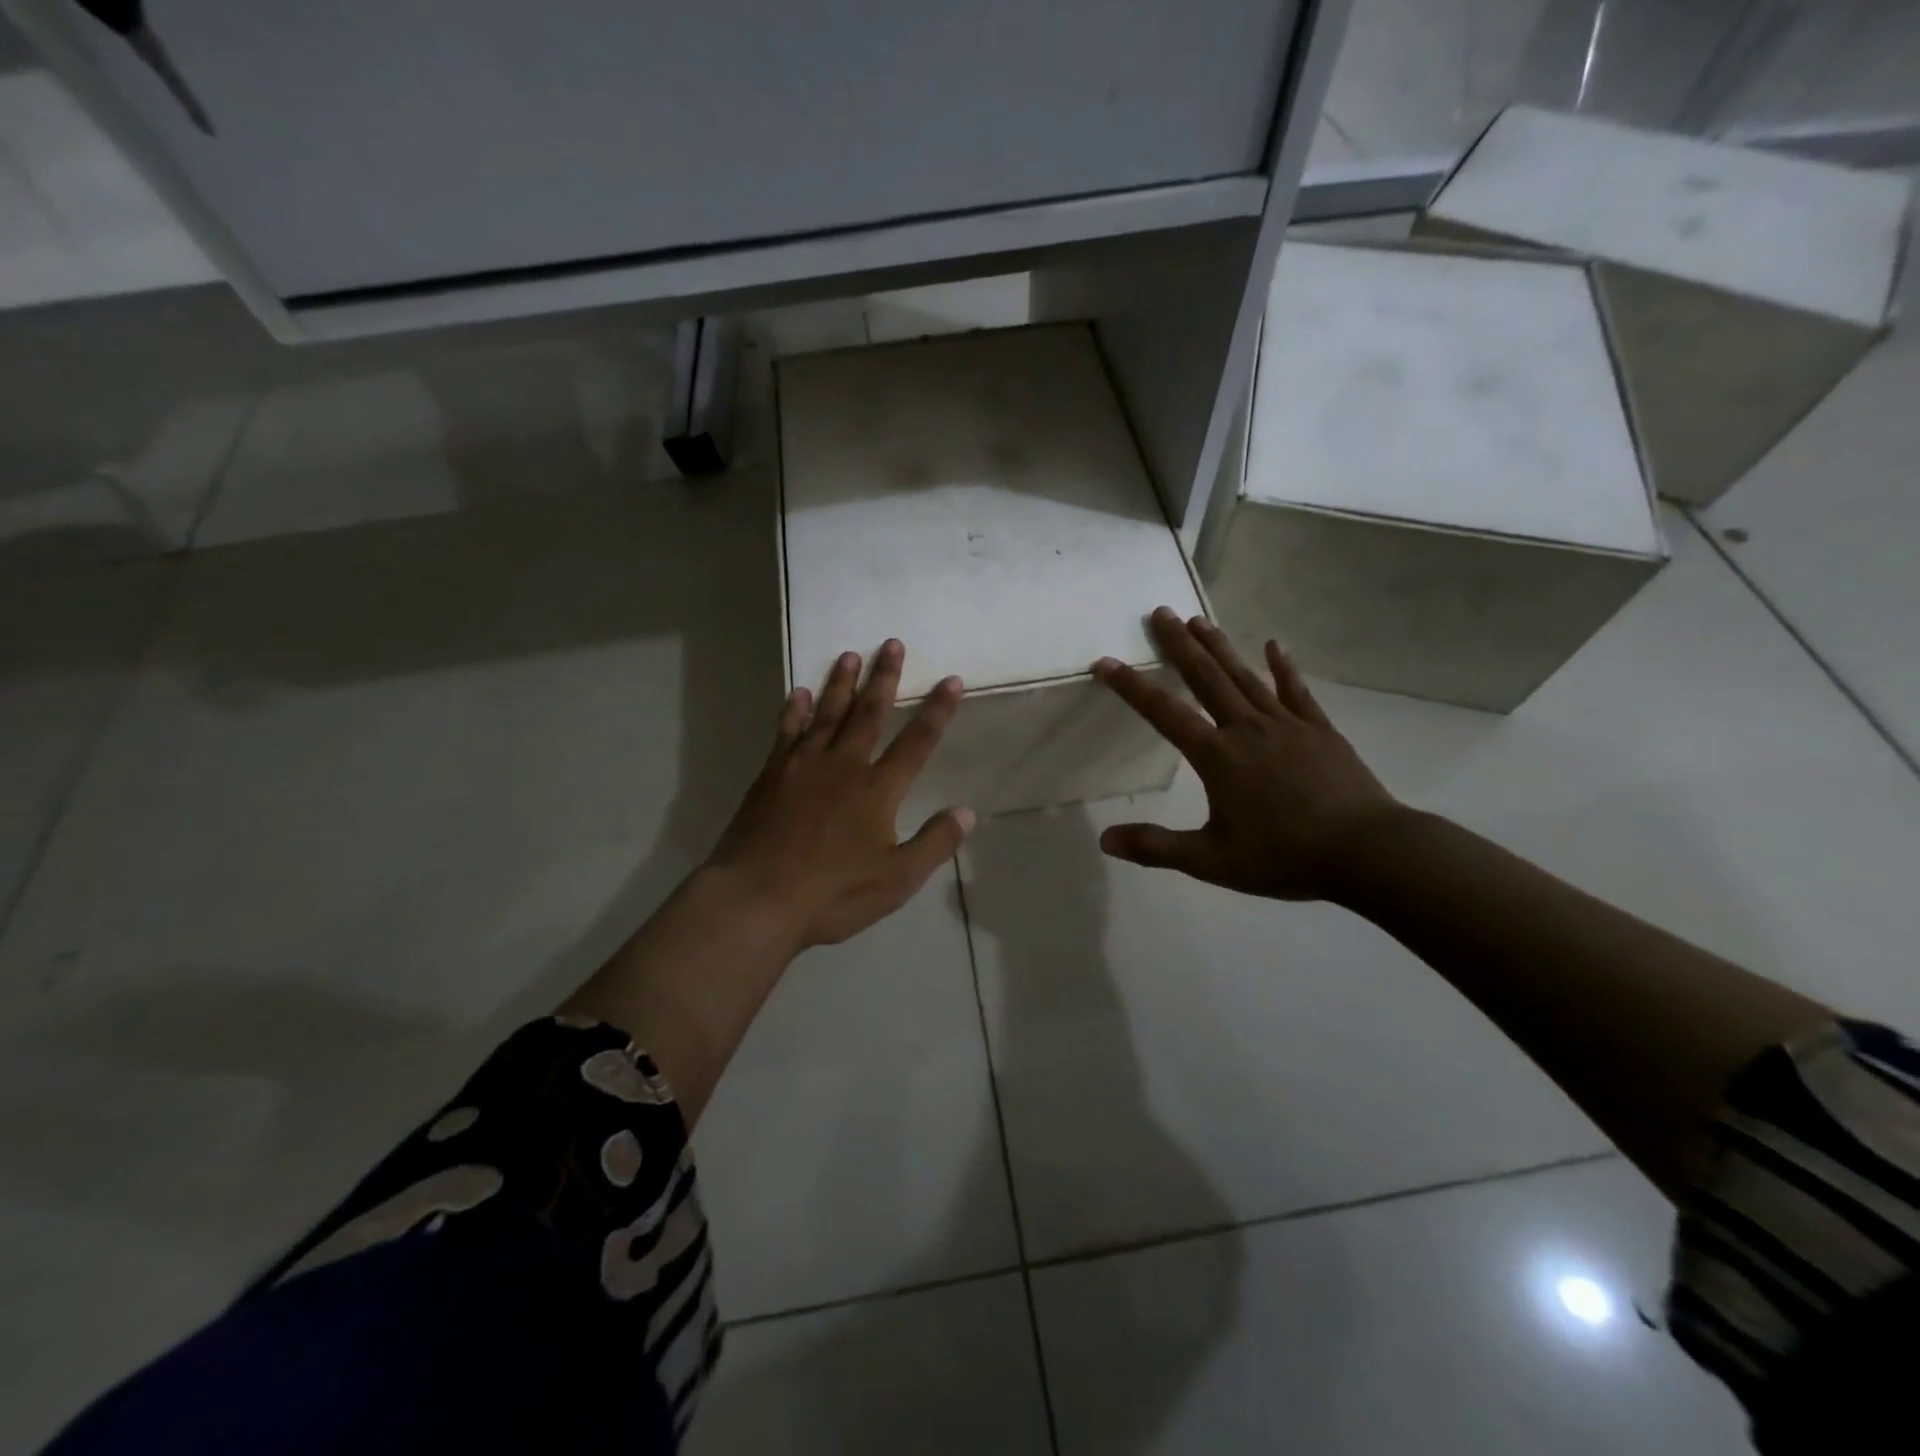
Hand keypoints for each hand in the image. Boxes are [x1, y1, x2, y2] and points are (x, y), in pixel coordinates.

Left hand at [705, 640, 973, 949]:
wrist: (757, 898)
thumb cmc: (832, 893)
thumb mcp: (897, 880)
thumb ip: (934, 844)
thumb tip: (967, 813)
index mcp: (878, 790)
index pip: (916, 742)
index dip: (937, 710)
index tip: (951, 680)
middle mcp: (844, 766)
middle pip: (869, 713)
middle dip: (884, 678)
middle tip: (892, 644)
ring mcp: (803, 766)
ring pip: (827, 713)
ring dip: (841, 683)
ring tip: (850, 655)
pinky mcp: (772, 775)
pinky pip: (787, 732)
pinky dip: (794, 711)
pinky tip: (797, 693)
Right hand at [1092, 608, 1402, 901]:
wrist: (1366, 851)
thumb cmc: (1284, 856)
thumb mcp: (1211, 861)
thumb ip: (1157, 847)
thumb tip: (1105, 840)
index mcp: (1217, 757)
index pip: (1165, 713)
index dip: (1131, 687)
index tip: (1106, 662)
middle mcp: (1247, 729)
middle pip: (1206, 678)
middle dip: (1180, 645)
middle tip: (1161, 612)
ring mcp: (1286, 724)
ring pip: (1245, 676)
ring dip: (1219, 647)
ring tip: (1200, 620)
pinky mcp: (1319, 729)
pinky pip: (1296, 691)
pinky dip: (1283, 667)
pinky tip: (1274, 645)